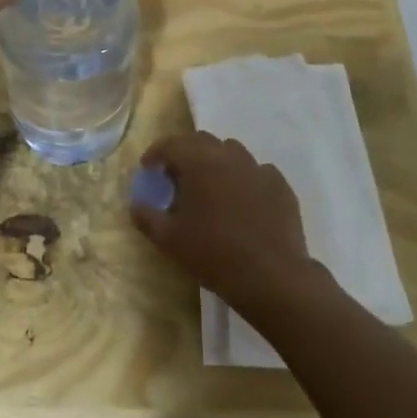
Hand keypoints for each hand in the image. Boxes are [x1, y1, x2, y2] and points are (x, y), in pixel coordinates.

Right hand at [131, 131, 323, 319]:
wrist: (271, 277)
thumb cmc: (213, 253)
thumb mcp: (169, 240)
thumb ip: (147, 217)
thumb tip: (136, 205)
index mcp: (199, 162)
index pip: (171, 144)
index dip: (156, 153)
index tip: (149, 168)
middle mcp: (229, 156)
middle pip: (202, 141)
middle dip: (186, 153)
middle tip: (178, 176)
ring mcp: (258, 169)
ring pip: (232, 152)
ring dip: (216, 162)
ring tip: (212, 187)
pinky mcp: (280, 186)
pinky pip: (257, 172)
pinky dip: (245, 179)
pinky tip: (243, 201)